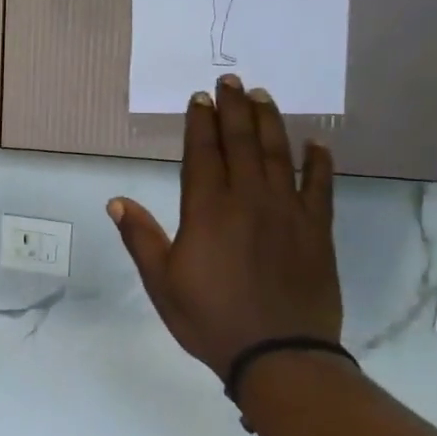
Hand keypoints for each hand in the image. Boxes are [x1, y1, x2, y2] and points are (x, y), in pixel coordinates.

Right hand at [108, 77, 341, 381]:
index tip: (200, 98)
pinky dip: (319, 163)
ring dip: (270, 123)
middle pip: (242, 143)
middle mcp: (249, 200)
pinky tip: (317, 144)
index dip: (201, 123)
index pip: (203, 153)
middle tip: (231, 81)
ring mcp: (287, 212)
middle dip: (235, 109)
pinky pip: (320, 187)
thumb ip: (141, 238)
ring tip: (263, 96)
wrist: (279, 354)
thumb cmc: (210, 318)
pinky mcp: (317, 230)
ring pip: (279, 155)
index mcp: (207, 210)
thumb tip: (117, 202)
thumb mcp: (161, 282)